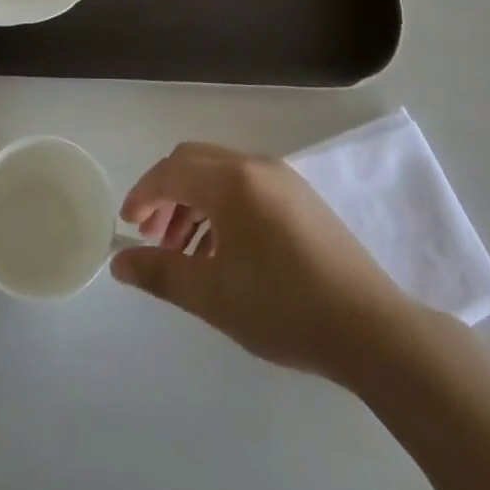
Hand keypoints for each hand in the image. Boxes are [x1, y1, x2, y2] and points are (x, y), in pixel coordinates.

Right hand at [113, 142, 417, 381]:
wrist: (370, 327)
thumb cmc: (283, 309)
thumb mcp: (213, 296)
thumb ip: (160, 272)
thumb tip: (119, 262)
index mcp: (231, 182)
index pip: (170, 172)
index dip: (142, 195)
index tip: (127, 226)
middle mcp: (254, 165)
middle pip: (193, 162)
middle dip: (165, 194)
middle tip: (153, 237)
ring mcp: (281, 176)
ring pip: (219, 173)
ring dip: (192, 201)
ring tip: (184, 250)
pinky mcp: (299, 195)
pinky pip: (245, 185)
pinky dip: (221, 205)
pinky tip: (222, 250)